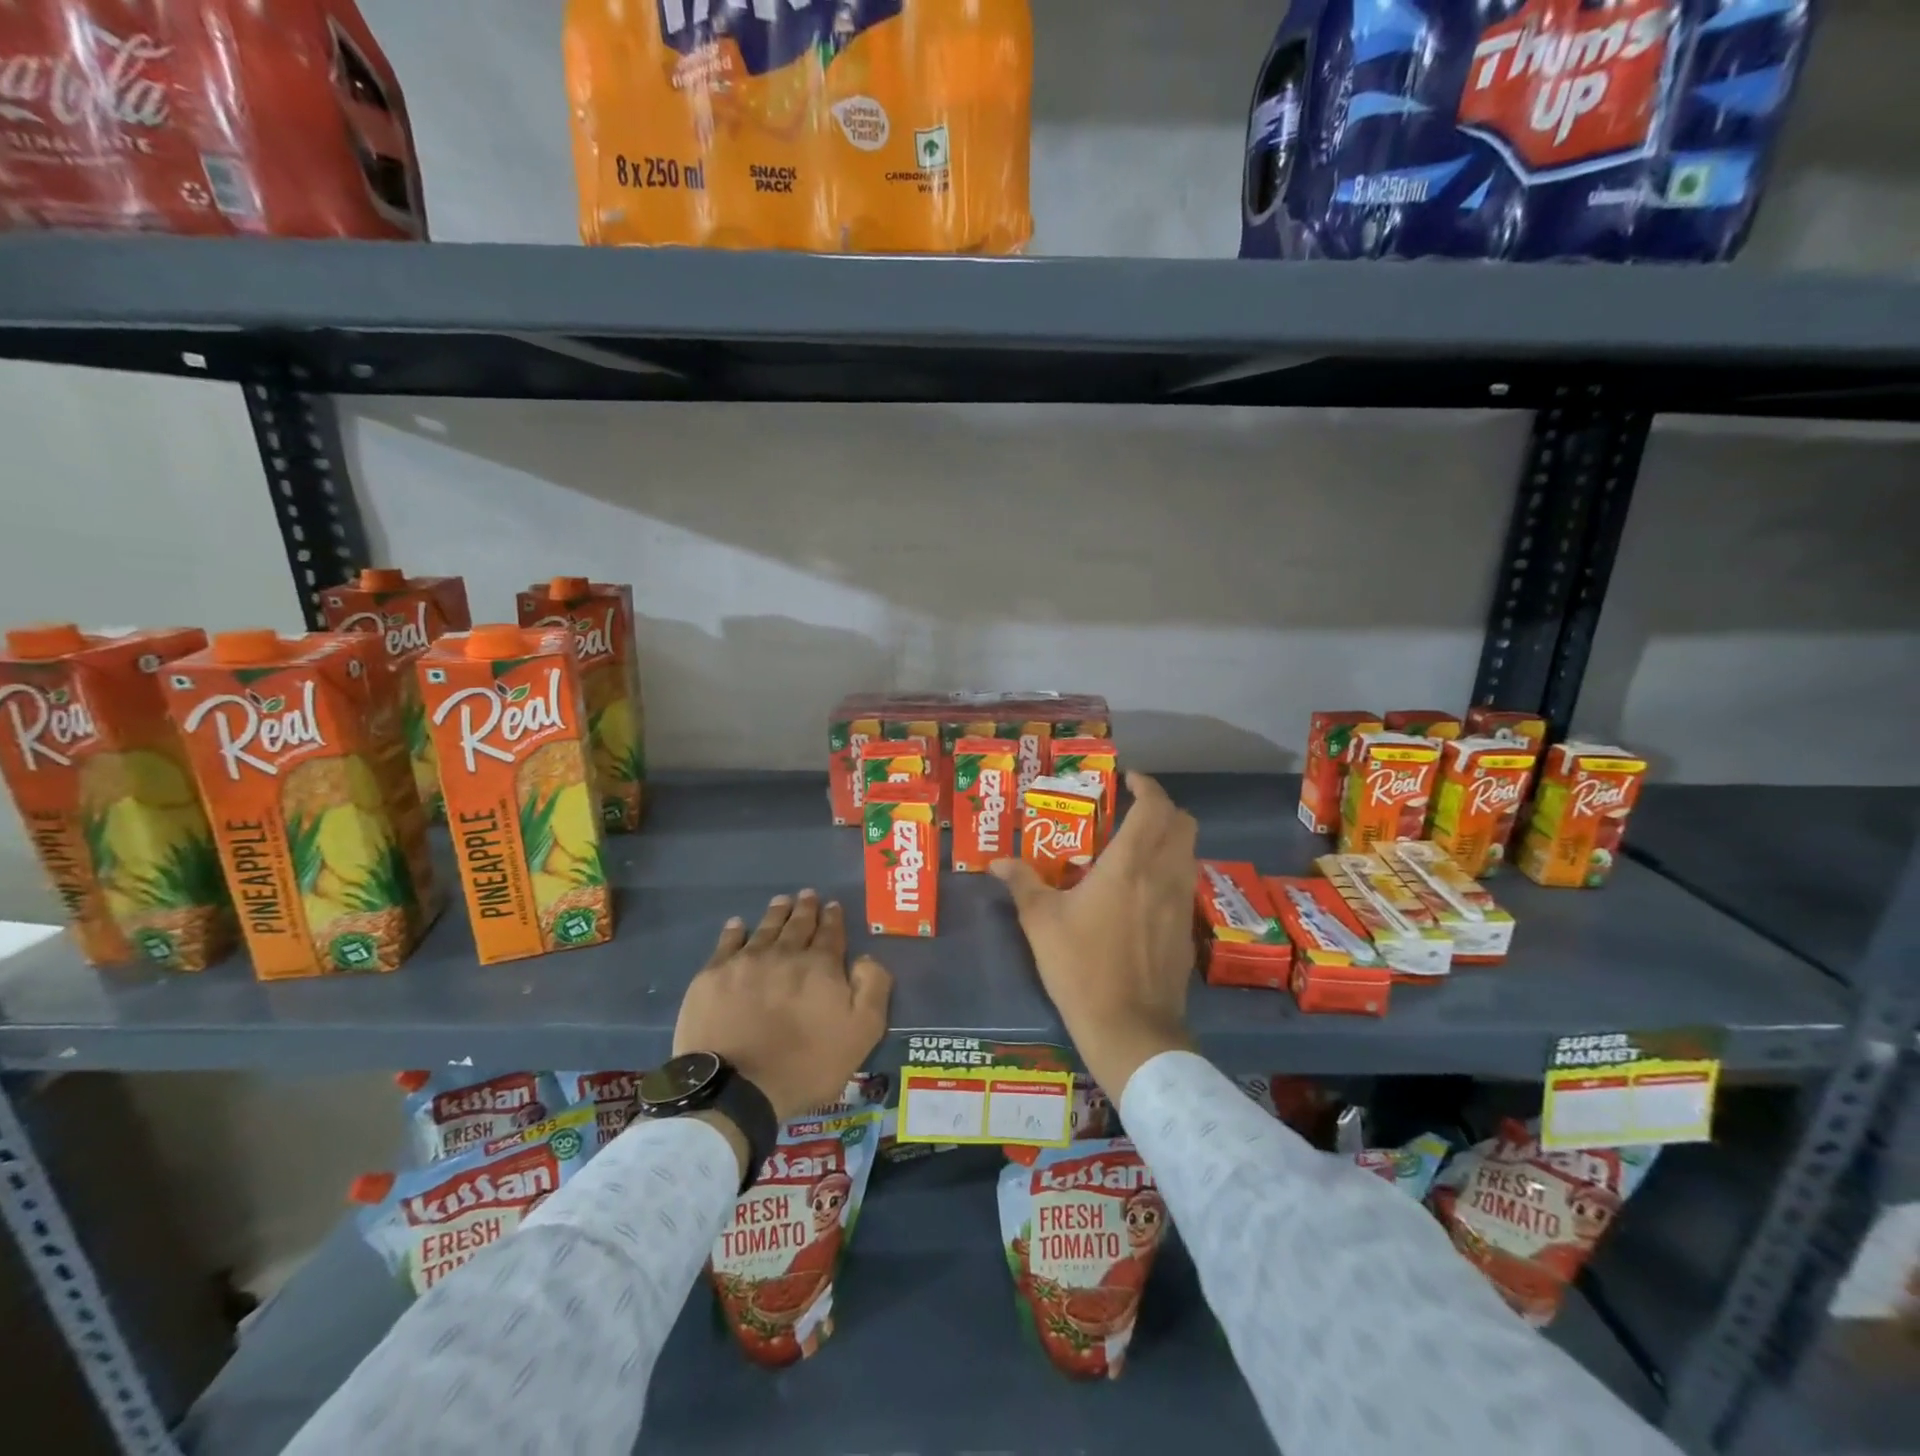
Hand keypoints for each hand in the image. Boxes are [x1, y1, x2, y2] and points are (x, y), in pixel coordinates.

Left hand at [676, 890, 891, 1123]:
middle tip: (808, 894)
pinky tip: (738, 924)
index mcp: (820, 966)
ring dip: (776, 913)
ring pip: (765, 928)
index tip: (833, 905)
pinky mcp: (713, 976)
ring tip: (782, 900)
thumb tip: (866, 958)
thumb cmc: (806, 1064)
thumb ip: (872, 988)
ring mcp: (746, 962)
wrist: (737, 1088)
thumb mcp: (861, 1033)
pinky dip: (735, 931)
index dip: (833, 918)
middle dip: (806, 908)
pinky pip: (727, 943)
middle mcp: (784, 954)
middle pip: (798, 924)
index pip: (830, 933)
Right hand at [990, 772, 1198, 1099]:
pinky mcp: (1187, 928)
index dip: (1146, 785)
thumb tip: (997, 863)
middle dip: (1162, 807)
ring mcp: (1181, 902)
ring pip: (1189, 851)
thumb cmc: (1081, 967)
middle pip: (1183, 822)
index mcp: (1130, 864)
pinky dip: (1171, 867)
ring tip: (1136, 845)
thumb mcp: (1041, 923)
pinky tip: (1143, 889)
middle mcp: (1164, 874)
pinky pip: (1185, 880)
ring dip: (1170, 837)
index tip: (1128, 779)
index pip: (1154, 807)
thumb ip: (1022, 884)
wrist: (1130, 1028)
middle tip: (1131, 810)